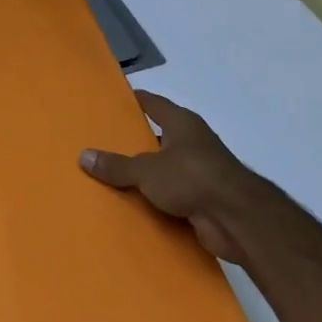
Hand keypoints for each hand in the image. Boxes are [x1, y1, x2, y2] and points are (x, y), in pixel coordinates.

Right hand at [81, 92, 257, 264]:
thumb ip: (116, 165)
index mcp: (182, 123)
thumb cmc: (192, 178)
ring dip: (146, 176)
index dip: (133, 101)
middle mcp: (193, 142)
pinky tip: (134, 206)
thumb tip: (83, 156)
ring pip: (165, 169)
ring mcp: (201, 172)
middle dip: (134, 142)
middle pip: (158, 137)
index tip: (110, 102)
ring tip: (111, 178)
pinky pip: (173, 196)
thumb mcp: (146, 170)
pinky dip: (157, 200)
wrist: (237, 220)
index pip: (153, 103)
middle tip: (101, 145)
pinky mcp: (205, 200)